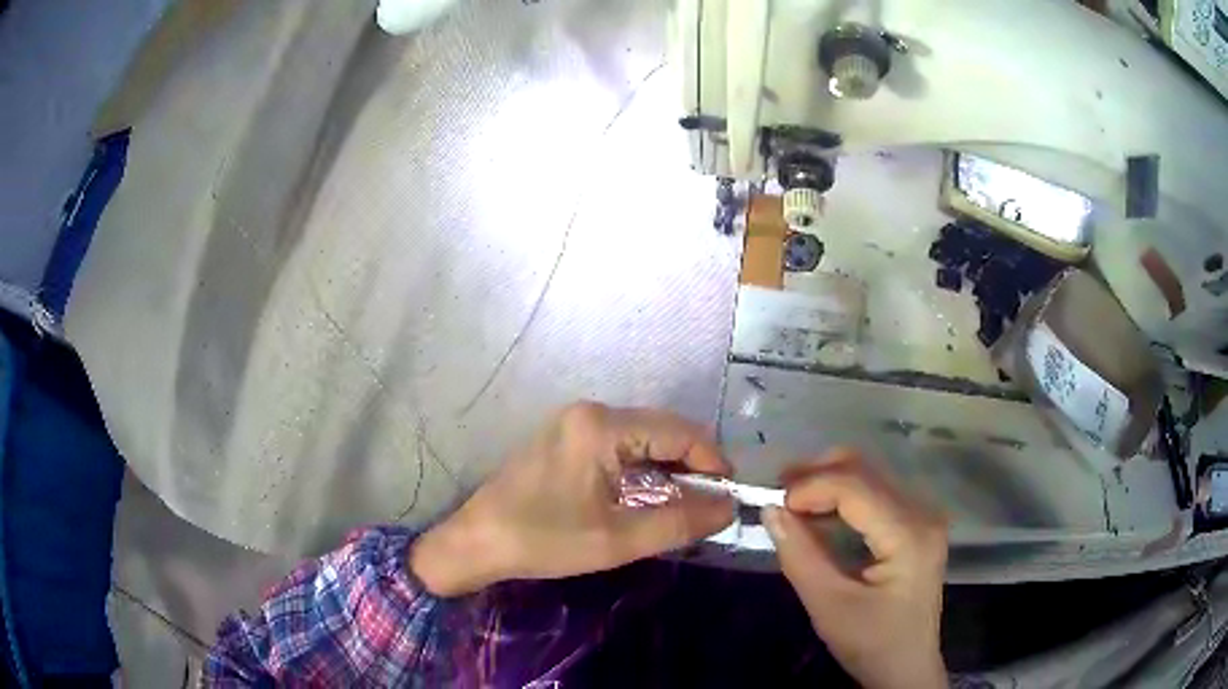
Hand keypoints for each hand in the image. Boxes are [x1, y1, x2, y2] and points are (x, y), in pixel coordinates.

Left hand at [411, 402, 734, 596]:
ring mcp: (576, 424)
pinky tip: (650, 497)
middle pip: (663, 430)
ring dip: (670, 469)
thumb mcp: (618, 539)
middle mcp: (591, 413)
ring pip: (644, 438)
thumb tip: (728, 507)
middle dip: (694, 466)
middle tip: (711, 505)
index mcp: (602, 427)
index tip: (730, 496)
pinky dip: (645, 470)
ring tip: (687, 505)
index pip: (679, 432)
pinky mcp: (567, 439)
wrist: (477, 542)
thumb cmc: (544, 540)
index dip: (713, 461)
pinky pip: (622, 446)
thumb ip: (680, 522)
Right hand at [764, 450, 948, 688]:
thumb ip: (800, 556)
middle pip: (865, 470)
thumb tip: (770, 510)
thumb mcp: (829, 606)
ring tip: (791, 504)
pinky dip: (842, 498)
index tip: (774, 505)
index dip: (811, 487)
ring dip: (827, 483)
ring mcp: (922, 515)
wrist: (906, 666)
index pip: (856, 487)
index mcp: (909, 534)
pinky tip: (818, 515)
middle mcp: (922, 512)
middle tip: (778, 496)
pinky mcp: (916, 524)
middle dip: (816, 476)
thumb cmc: (871, 643)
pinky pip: (875, 494)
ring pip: (869, 476)